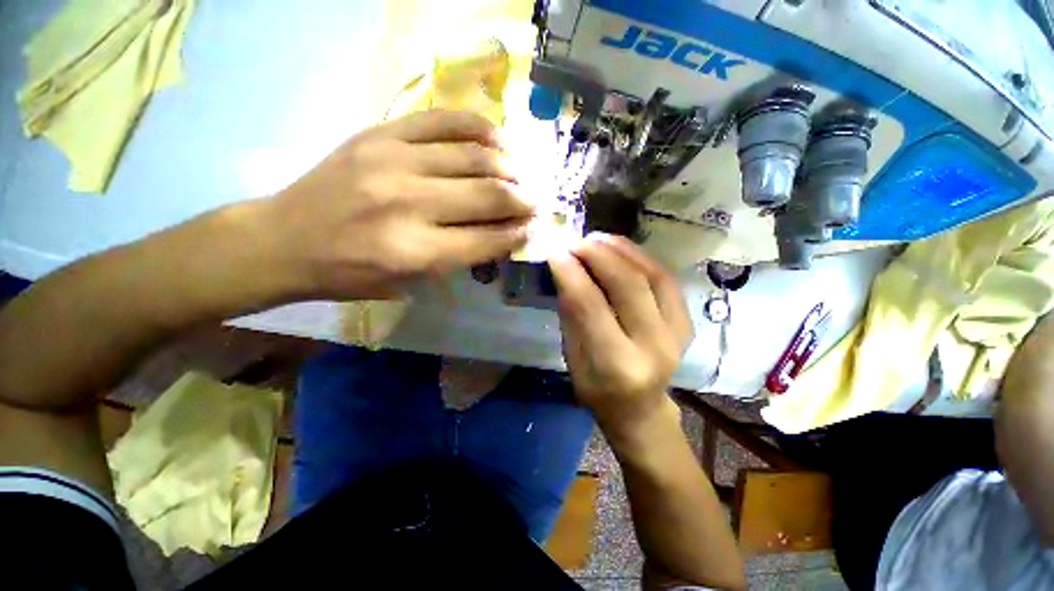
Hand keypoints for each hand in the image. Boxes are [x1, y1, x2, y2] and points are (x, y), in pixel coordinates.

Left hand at [265, 110, 534, 299]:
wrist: (285, 239)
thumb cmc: (350, 273)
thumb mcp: (409, 283)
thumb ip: (458, 258)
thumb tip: (500, 235)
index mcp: (415, 252)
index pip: (487, 238)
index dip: (517, 233)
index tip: (533, 228)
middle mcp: (409, 204)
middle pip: (488, 195)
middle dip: (522, 200)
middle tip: (535, 202)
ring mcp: (393, 161)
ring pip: (473, 156)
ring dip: (508, 167)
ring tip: (520, 175)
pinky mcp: (380, 134)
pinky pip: (443, 120)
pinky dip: (478, 128)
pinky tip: (496, 139)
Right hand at [549, 233, 693, 437]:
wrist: (641, 410)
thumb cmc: (597, 390)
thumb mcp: (572, 358)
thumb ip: (572, 314)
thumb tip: (566, 270)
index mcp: (616, 364)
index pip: (590, 305)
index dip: (570, 272)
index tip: (554, 251)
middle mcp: (652, 346)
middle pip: (627, 285)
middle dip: (597, 254)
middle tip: (576, 241)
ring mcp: (677, 333)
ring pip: (651, 275)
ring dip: (621, 250)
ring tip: (596, 238)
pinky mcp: (686, 322)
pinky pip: (665, 279)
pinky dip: (641, 258)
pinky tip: (621, 249)